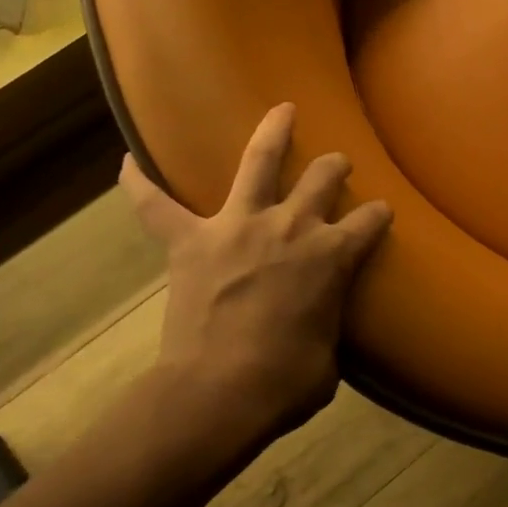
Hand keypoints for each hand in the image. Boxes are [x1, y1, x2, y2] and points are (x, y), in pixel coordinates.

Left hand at [120, 103, 392, 448]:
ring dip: (273, 132)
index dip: (378, 216)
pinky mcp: (190, 242)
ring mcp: (237, 227)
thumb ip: (329, 324)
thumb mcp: (330, 358)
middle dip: (334, 168)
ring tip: (282, 110)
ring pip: (259, 162)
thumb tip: (321, 325)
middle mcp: (291, 227)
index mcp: (332, 256)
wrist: (218, 395)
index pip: (370, 221)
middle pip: (322, 178)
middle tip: (336, 166)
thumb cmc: (285, 383)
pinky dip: (139, 183)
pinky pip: (155, 205)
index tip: (379, 215)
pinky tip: (128, 160)